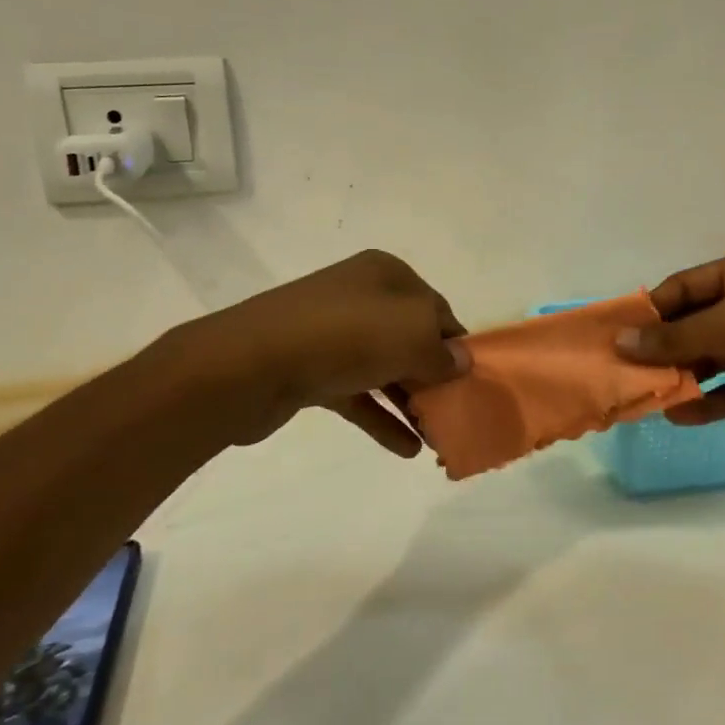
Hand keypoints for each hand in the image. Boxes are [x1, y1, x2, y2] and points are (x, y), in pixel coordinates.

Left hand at [195, 250, 467, 455]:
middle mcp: (360, 297)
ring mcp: (332, 335)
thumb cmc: (345, 335)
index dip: (458, 346)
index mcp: (386, 275)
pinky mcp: (311, 371)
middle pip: (411, 340)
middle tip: (457, 414)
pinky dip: (381, 419)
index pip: (437, 310)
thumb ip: (443, 352)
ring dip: (412, 403)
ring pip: (385, 369)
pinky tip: (407, 449)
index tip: (473, 383)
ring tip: (437, 438)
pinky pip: (358, 395)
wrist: (251, 363)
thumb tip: (459, 361)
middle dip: (435, 378)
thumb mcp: (412, 334)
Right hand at [616, 245, 724, 453]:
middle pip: (698, 322)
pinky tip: (680, 416)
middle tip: (624, 372)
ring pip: (716, 357)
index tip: (616, 337)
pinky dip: (711, 401)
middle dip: (664, 347)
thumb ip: (678, 336)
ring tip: (645, 396)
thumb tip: (621, 343)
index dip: (652, 310)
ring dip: (684, 375)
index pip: (687, 285)